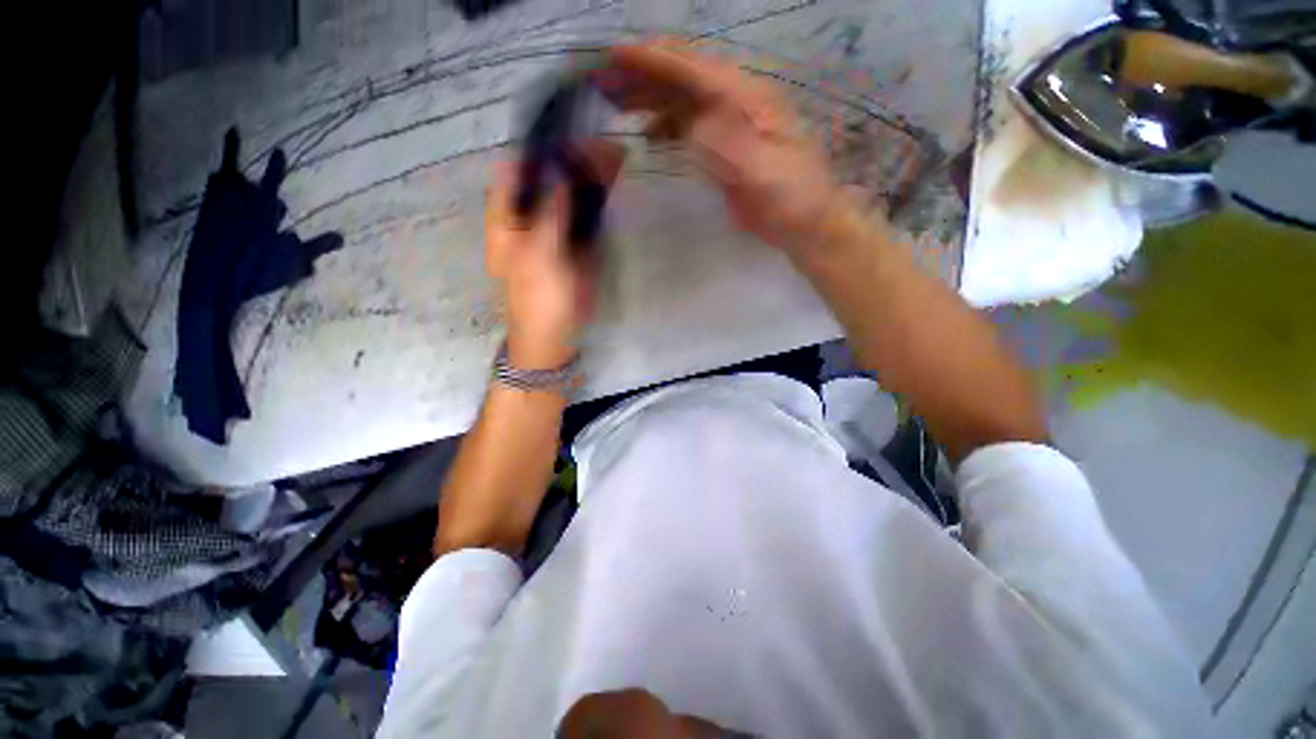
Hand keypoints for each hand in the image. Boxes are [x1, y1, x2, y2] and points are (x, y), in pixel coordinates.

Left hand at [485, 140, 624, 368]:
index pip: (517, 170)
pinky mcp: (576, 241)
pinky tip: (615, 179)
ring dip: (591, 174)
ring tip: (616, 153)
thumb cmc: (538, 300)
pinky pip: (587, 212)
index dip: (539, 150)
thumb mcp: (540, 256)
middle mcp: (529, 215)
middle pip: (549, 178)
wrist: (555, 334)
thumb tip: (560, 173)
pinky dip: (600, 196)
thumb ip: (550, 214)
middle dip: (574, 159)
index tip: (566, 133)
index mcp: (508, 217)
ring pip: (571, 193)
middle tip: (604, 142)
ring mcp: (555, 227)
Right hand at [599, 40, 842, 253]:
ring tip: (615, 102)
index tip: (616, 54)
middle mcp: (736, 103)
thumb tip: (694, 125)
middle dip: (643, 76)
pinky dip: (664, 126)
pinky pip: (687, 128)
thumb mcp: (767, 173)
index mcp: (748, 99)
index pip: (695, 70)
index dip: (655, 60)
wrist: (804, 223)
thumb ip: (731, 146)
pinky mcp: (723, 149)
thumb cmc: (792, 197)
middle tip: (603, 80)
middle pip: (683, 79)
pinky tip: (647, 134)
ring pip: (682, 102)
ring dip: (649, 99)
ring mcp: (729, 126)